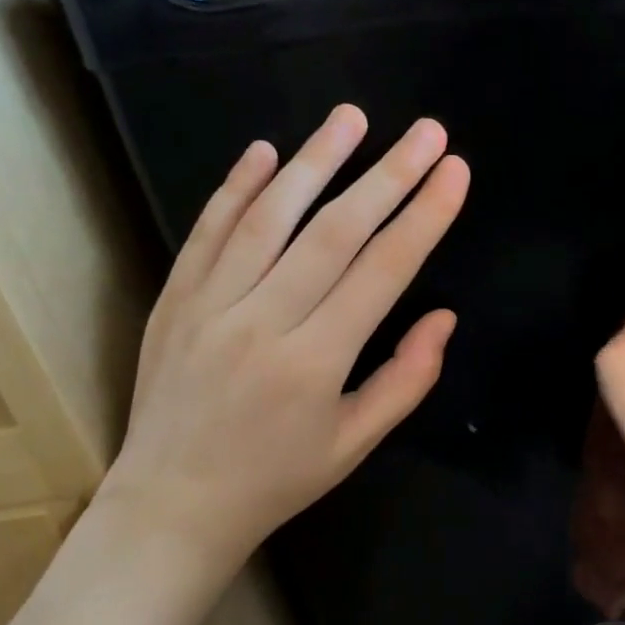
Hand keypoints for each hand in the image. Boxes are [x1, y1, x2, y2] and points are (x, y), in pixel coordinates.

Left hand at [98, 105, 469, 571]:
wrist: (169, 508)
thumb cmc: (276, 480)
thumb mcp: (355, 444)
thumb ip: (406, 379)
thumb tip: (444, 316)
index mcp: (314, 362)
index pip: (383, 272)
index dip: (424, 217)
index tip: (454, 172)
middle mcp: (262, 322)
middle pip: (335, 232)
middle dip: (388, 175)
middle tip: (427, 132)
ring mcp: (209, 305)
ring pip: (269, 217)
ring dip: (315, 161)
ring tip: (352, 117)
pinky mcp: (173, 299)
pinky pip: (208, 232)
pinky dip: (236, 188)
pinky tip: (266, 151)